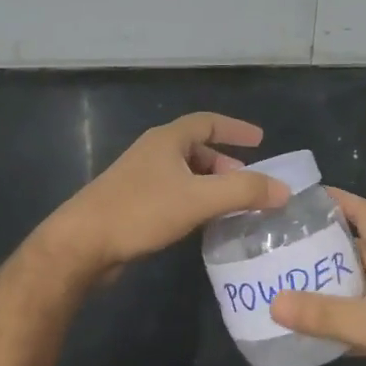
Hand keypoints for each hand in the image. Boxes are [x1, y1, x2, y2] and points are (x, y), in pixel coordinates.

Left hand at [46, 112, 289, 276]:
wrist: (82, 243)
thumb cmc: (140, 211)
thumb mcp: (198, 199)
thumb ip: (244, 192)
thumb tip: (283, 190)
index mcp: (167, 140)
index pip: (207, 122)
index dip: (235, 129)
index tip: (260, 141)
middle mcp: (153, 152)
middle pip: (196, 148)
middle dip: (225, 163)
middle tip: (248, 183)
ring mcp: (139, 178)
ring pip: (184, 173)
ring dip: (210, 185)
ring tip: (231, 205)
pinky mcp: (132, 203)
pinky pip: (173, 194)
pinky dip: (194, 201)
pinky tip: (202, 223)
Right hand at [270, 189, 365, 365]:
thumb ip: (322, 313)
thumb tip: (272, 302)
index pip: (365, 212)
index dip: (338, 199)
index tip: (303, 198)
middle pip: (355, 245)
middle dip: (320, 243)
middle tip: (280, 245)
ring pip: (355, 281)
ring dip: (326, 281)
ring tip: (286, 281)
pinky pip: (359, 314)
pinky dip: (337, 316)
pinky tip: (311, 326)